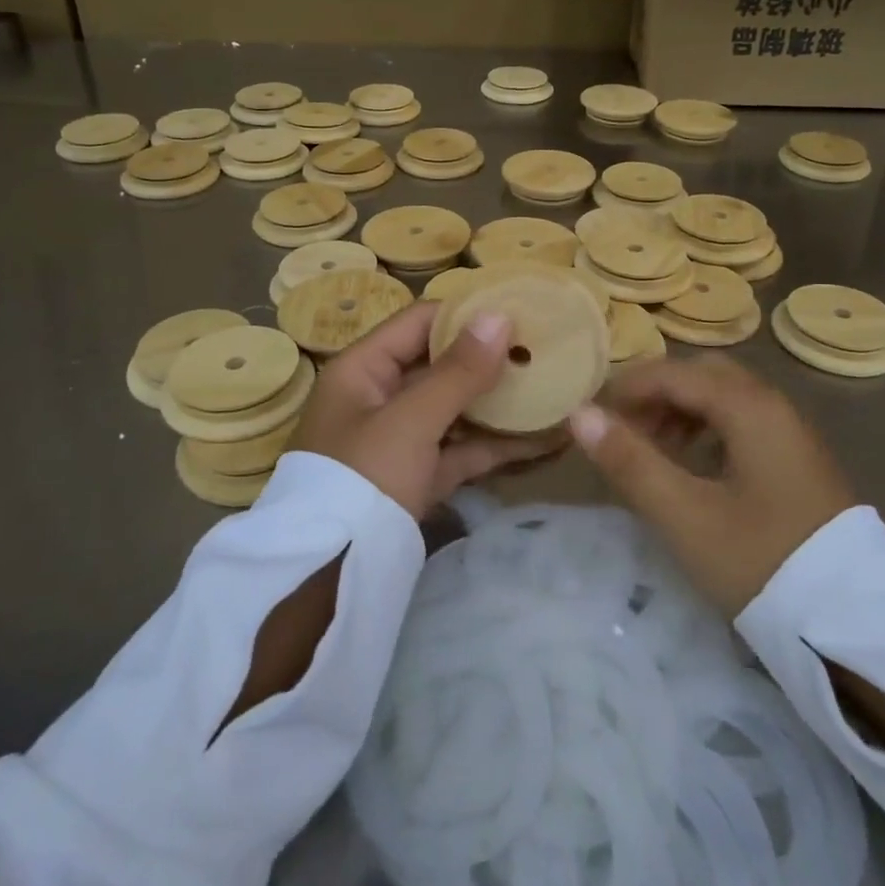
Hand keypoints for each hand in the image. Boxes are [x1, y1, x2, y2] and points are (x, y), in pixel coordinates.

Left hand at [293, 302, 558, 521]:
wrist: (330, 578)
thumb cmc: (363, 477)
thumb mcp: (410, 420)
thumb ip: (458, 371)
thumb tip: (500, 315)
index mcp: (362, 369)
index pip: (418, 323)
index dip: (465, 313)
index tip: (517, 308)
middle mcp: (380, 397)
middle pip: (440, 365)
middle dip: (490, 359)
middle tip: (545, 348)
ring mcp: (401, 439)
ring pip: (456, 408)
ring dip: (500, 402)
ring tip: (554, 387)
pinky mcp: (420, 476)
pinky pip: (462, 448)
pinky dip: (498, 444)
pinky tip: (545, 438)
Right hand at [567, 355, 856, 614]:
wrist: (855, 625)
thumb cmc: (760, 562)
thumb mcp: (684, 515)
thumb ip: (629, 461)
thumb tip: (580, 414)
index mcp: (749, 407)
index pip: (676, 374)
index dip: (629, 387)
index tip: (594, 415)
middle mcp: (774, 407)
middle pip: (704, 376)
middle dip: (658, 394)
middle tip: (625, 429)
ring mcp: (793, 434)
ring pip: (726, 399)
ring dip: (683, 412)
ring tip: (653, 451)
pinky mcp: (800, 462)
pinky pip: (745, 424)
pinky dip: (710, 431)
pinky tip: (695, 468)